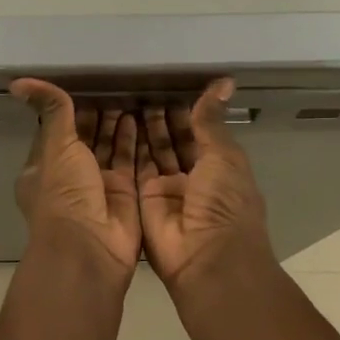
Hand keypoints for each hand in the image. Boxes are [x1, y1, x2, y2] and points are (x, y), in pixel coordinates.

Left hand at [11, 79, 141, 280]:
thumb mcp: (55, 146)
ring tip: (132, 95)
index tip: (85, 83)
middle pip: (85, 139)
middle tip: (116, 85)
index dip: (69, 108)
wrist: (90, 247)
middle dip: (98, 115)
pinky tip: (142, 117)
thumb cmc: (64, 193)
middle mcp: (69, 177)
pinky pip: (130, 161)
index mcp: (43, 168)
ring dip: (118, 125)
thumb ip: (51, 111)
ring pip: (109, 149)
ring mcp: (97, 186)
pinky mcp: (124, 194)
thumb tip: (17, 82)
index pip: (56, 130)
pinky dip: (135, 141)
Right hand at [137, 79, 271, 292]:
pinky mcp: (143, 200)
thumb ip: (211, 120)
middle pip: (173, 142)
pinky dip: (126, 147)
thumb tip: (224, 81)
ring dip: (142, 130)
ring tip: (124, 98)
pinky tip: (115, 122)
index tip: (166, 85)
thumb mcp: (223, 156)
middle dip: (160, 118)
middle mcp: (193, 177)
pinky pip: (134, 169)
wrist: (206, 258)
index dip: (186, 111)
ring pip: (152, 153)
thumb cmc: (224, 203)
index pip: (200, 132)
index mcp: (220, 167)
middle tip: (139, 88)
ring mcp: (167, 190)